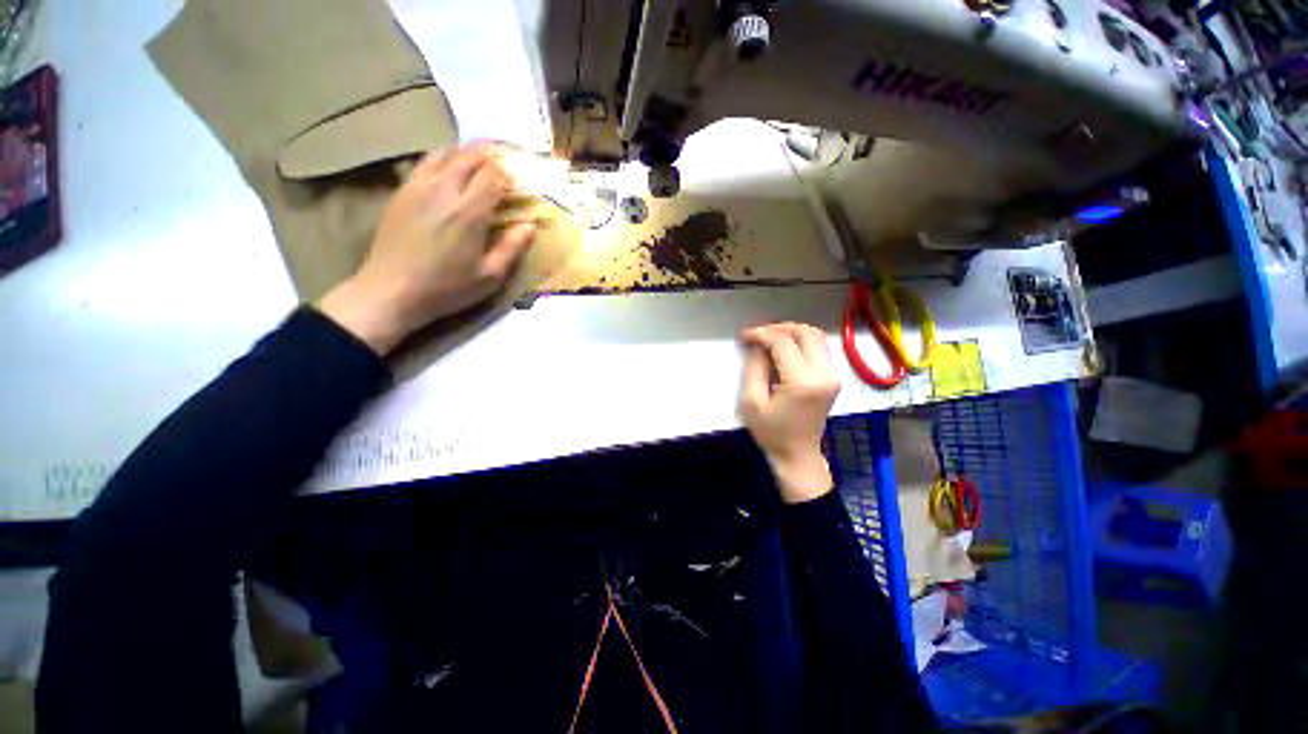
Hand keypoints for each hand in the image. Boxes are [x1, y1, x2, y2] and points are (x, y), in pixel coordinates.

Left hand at [318, 144, 536, 354]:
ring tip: (477, 165)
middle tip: (503, 165)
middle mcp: (443, 190)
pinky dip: (442, 161)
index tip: (518, 183)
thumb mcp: (490, 276)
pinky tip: (448, 175)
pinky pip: (424, 164)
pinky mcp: (401, 192)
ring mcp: (417, 187)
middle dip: (490, 157)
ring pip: (444, 154)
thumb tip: (530, 225)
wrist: (391, 291)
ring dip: (464, 154)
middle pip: (469, 157)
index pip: (493, 175)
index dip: (509, 175)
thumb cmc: (447, 288)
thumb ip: (512, 248)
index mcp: (469, 211)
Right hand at [739, 323, 840, 503]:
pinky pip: (819, 347)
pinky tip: (783, 349)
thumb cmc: (771, 433)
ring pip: (815, 335)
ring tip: (769, 339)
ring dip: (791, 332)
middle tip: (757, 335)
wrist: (798, 455)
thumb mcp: (752, 402)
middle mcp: (824, 373)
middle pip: (804, 332)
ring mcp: (833, 374)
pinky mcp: (833, 377)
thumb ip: (754, 368)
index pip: (783, 342)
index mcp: (802, 381)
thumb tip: (757, 345)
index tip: (744, 336)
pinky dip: (800, 341)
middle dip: (778, 328)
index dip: (761, 334)